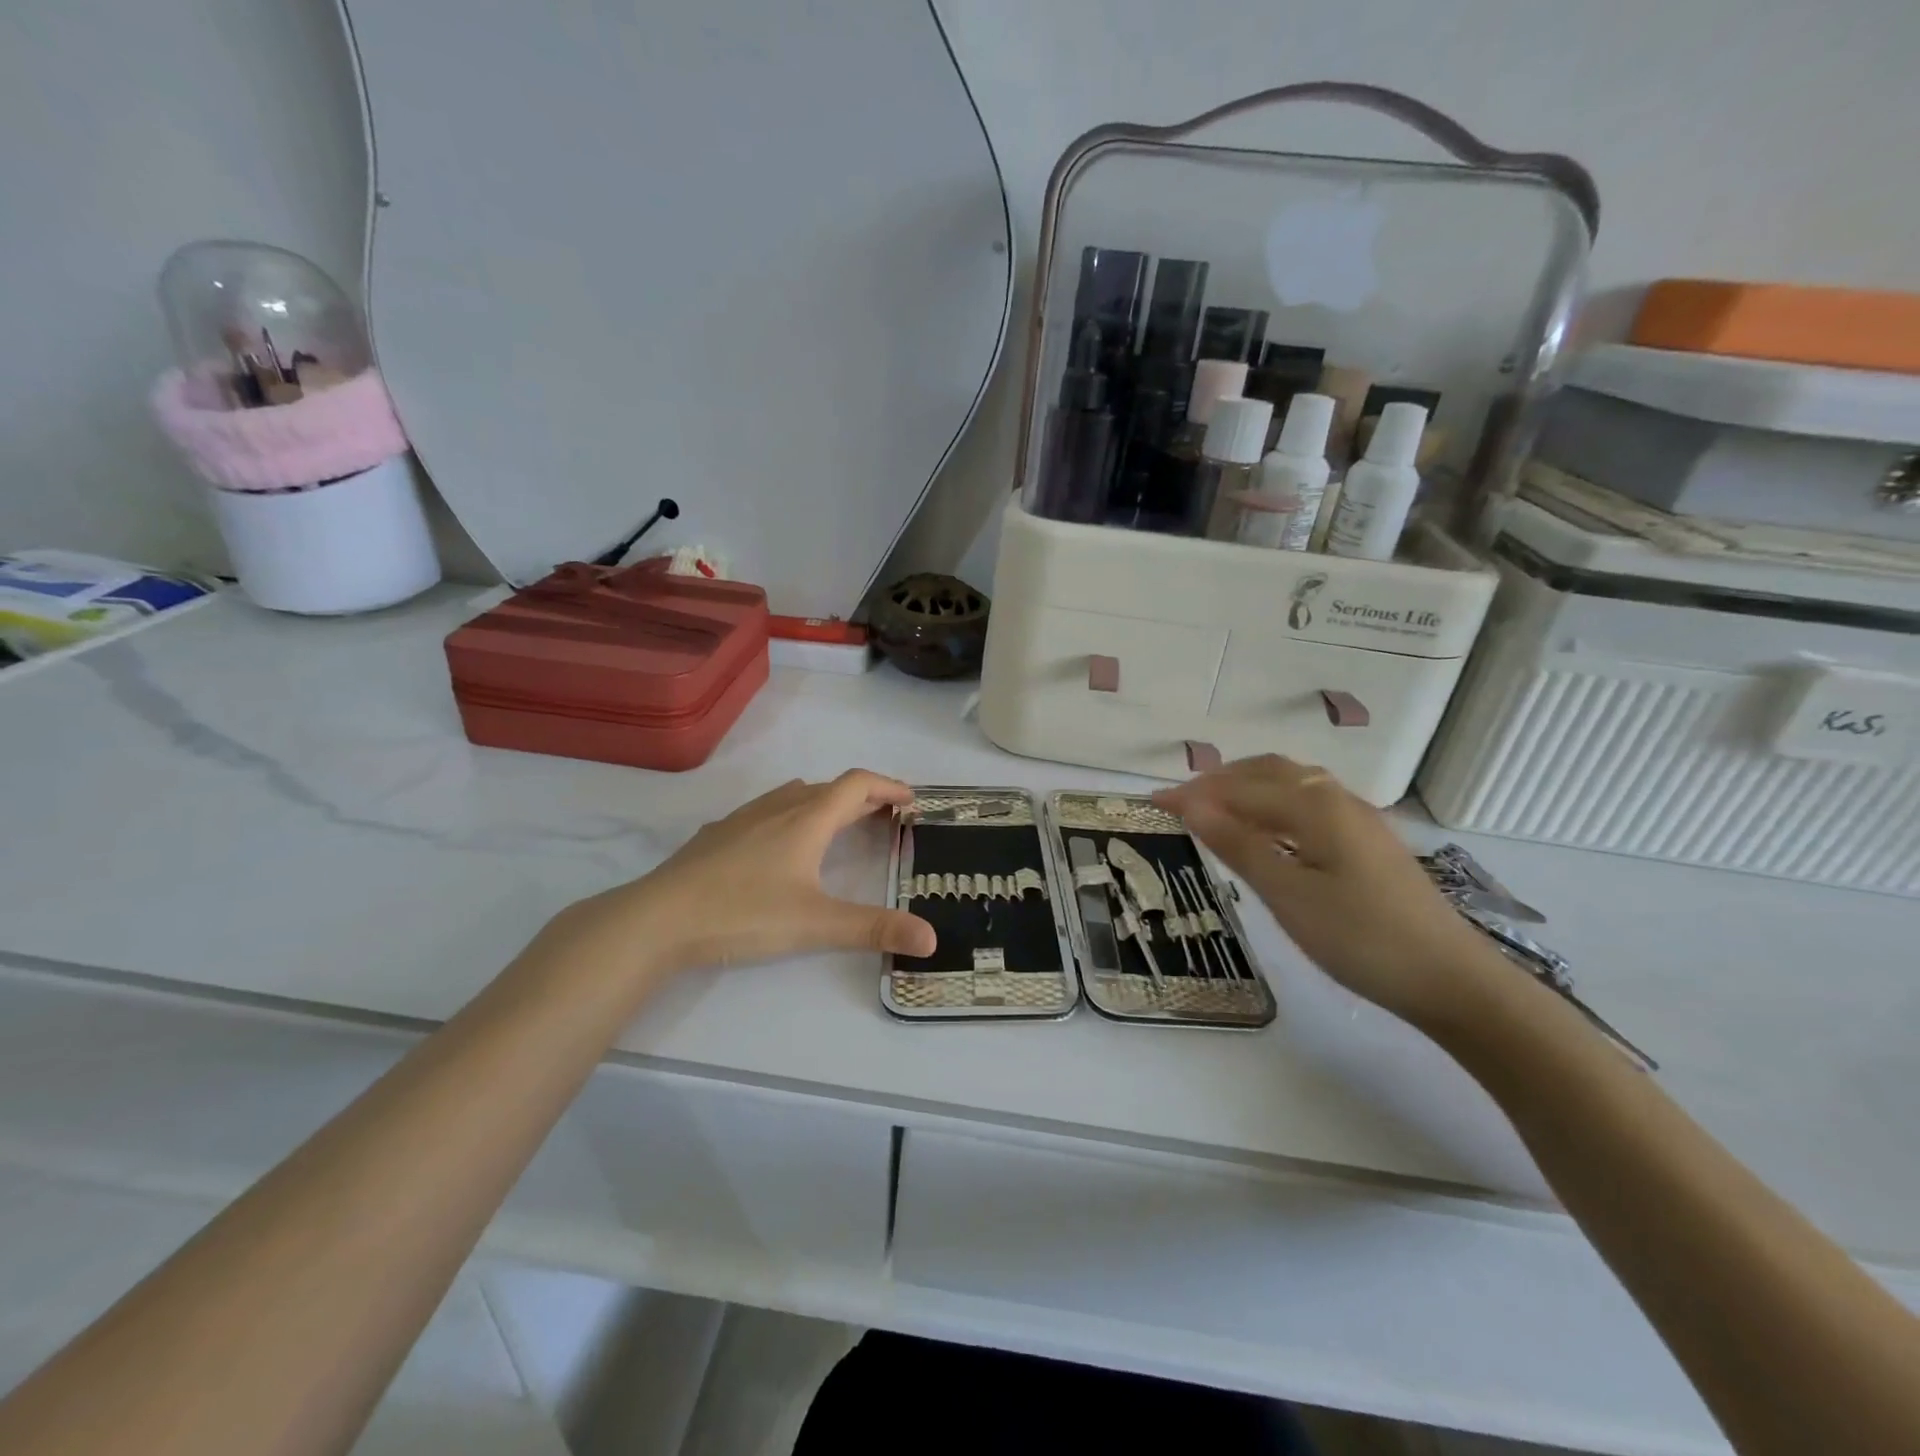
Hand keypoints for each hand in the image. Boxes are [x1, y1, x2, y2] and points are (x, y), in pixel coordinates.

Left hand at [554, 771, 935, 978]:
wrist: (657, 918)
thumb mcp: (816, 924)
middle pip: (830, 788)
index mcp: (807, 820)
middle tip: (886, 816)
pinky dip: (789, 814)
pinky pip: (765, 810)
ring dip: (825, 801)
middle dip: (863, 797)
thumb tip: (931, 939)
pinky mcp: (717, 835)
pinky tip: (778, 842)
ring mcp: (742, 819)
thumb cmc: (742, 913)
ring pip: (794, 795)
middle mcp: (778, 808)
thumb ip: (874, 929)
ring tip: (838, 822)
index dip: (889, 787)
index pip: (857, 785)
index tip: (911, 800)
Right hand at [1153, 755, 1498, 1026]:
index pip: (1238, 789)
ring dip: (1247, 787)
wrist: (1452, 979)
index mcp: (1315, 806)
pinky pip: (1309, 802)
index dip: (1193, 794)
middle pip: (1268, 771)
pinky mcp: (1369, 840)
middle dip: (1219, 780)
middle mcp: (1337, 798)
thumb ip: (1239, 845)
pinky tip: (1267, 831)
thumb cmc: (1361, 939)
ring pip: (1292, 783)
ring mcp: (1358, 818)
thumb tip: (1191, 805)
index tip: (1151, 802)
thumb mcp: (1289, 896)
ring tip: (1214, 811)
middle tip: (1180, 804)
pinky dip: (1273, 803)